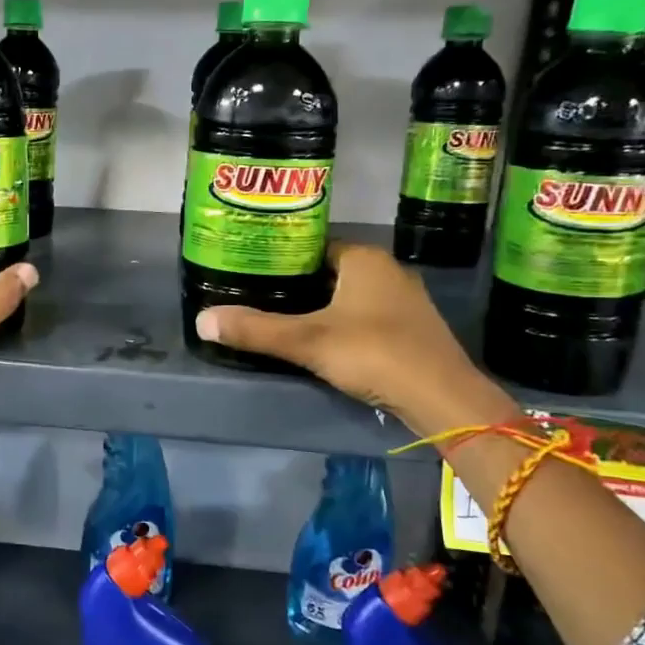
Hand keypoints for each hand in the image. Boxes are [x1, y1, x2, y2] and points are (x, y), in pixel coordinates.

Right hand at [194, 241, 515, 435]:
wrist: (443, 398)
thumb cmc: (374, 353)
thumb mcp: (307, 341)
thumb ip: (255, 330)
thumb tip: (201, 320)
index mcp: (364, 259)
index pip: (315, 246)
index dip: (284, 257)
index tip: (254, 270)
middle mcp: (388, 271)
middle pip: (331, 271)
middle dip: (300, 283)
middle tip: (261, 296)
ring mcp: (406, 301)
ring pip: (351, 295)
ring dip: (323, 305)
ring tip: (285, 319)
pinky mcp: (414, 329)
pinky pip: (368, 316)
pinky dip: (345, 323)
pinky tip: (326, 342)